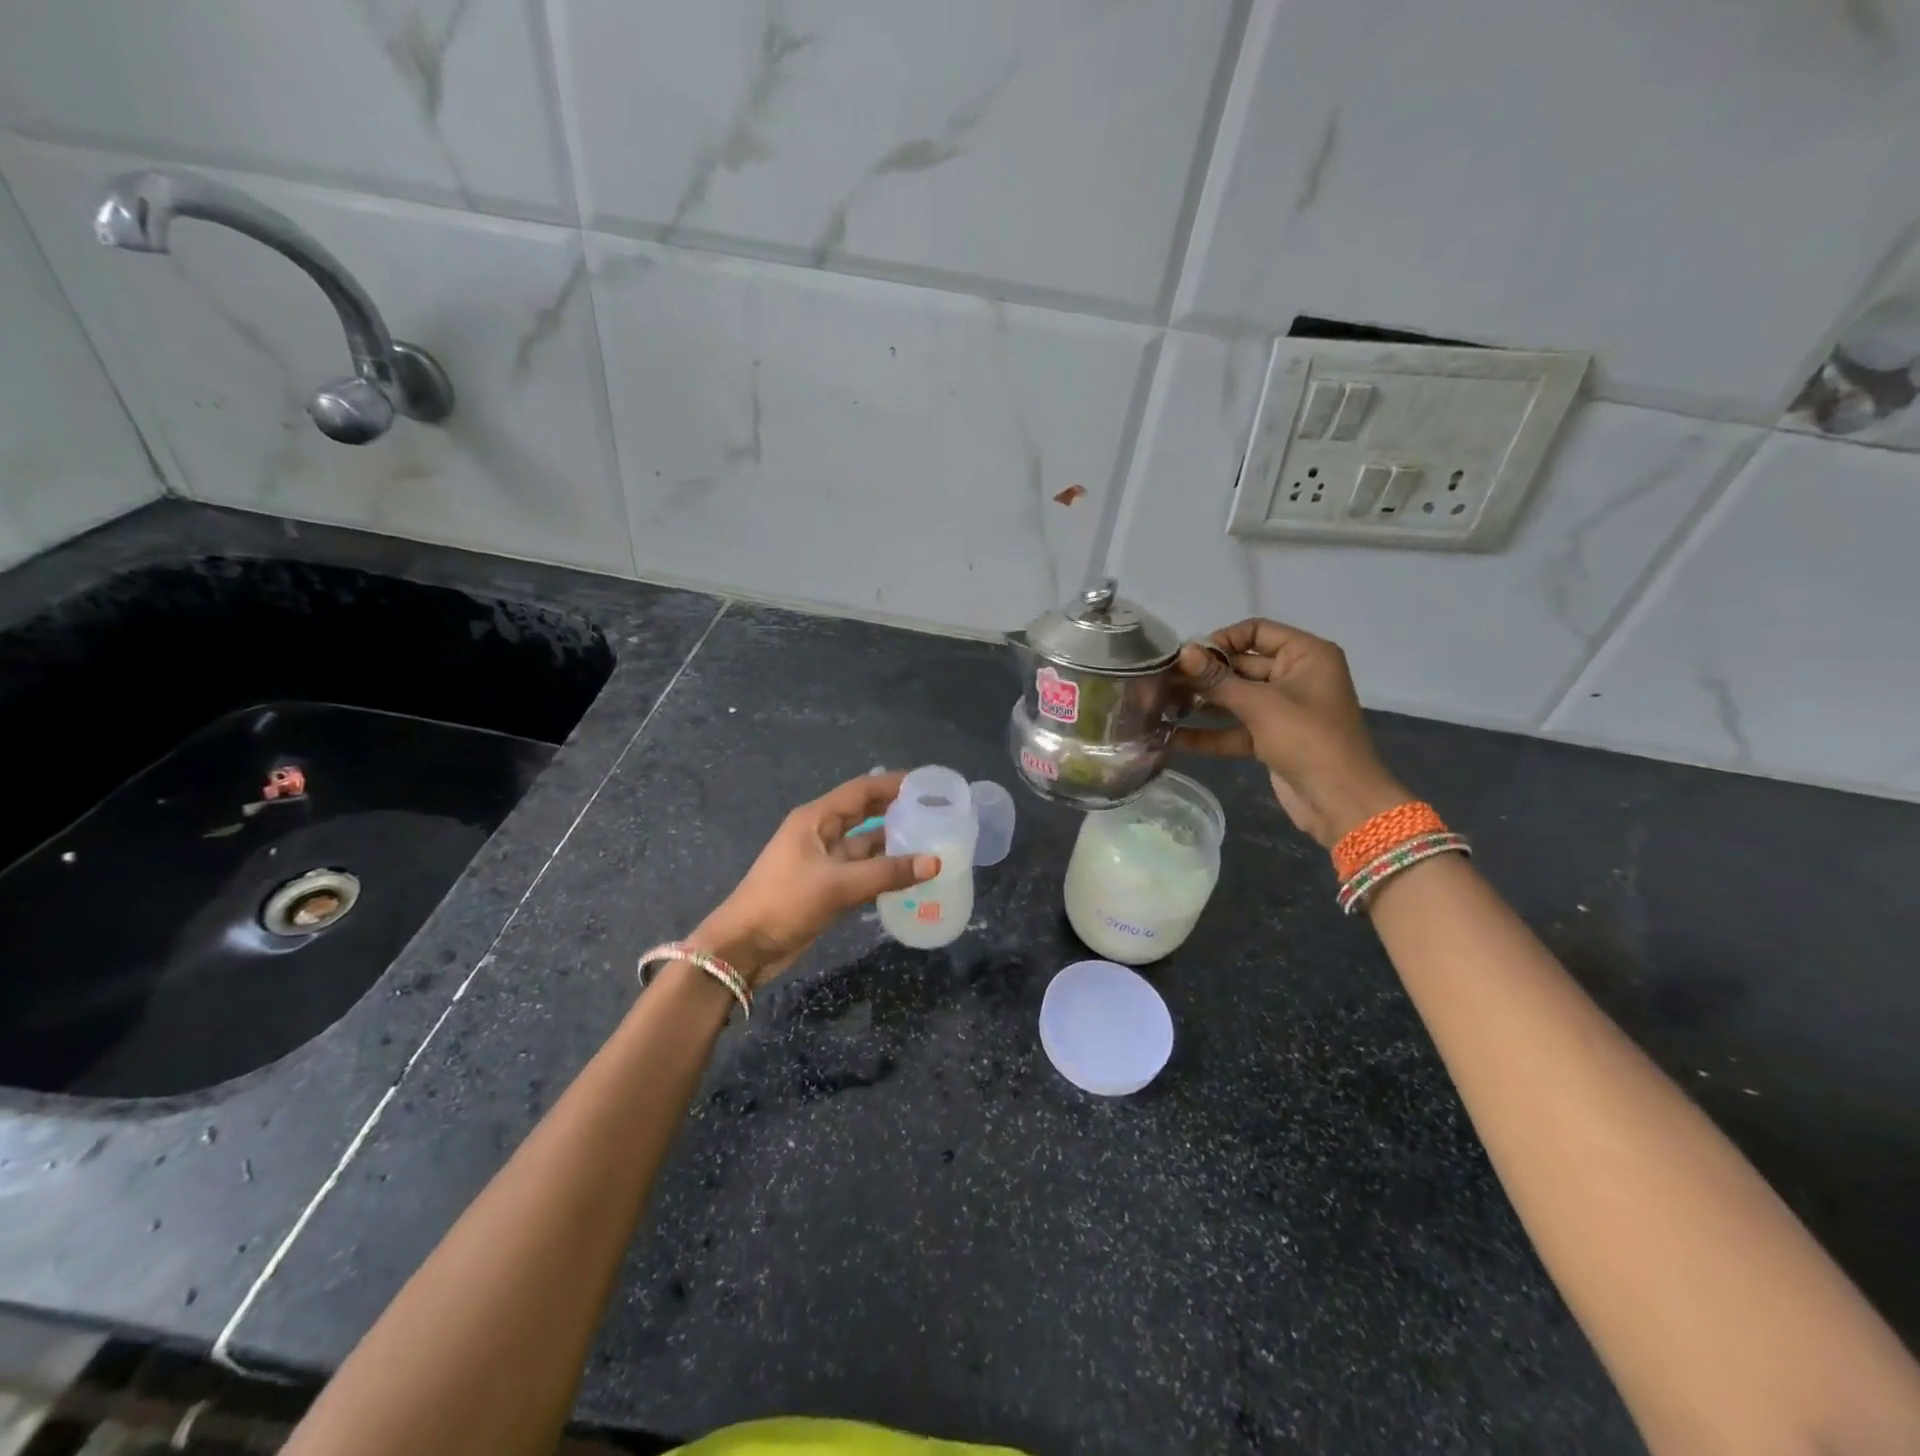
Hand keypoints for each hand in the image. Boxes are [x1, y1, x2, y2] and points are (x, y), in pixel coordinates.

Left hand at [687, 771, 939, 986]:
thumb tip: (935, 862)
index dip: (894, 784)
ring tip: (932, 842)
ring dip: (893, 843)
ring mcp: (823, 861)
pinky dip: (884, 870)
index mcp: (816, 819)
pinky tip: (910, 875)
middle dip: (897, 810)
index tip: (928, 785)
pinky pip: (862, 870)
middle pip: (865, 813)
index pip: (861, 790)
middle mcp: (821, 833)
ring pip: (865, 844)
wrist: (744, 947)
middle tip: (936, 812)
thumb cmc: (784, 903)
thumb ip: (887, 873)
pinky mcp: (826, 886)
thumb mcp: (838, 885)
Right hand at [1176, 619, 1408, 847]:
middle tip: (1164, 682)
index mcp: (1306, 655)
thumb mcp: (1259, 705)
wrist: (1340, 801)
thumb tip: (1183, 651)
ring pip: (1236, 698)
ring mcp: (1283, 710)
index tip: (1189, 657)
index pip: (1257, 631)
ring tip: (1162, 706)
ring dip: (1202, 703)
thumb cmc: (1307, 739)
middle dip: (1205, 675)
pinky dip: (1209, 733)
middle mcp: (1295, 676)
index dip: (1222, 640)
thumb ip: (1217, 679)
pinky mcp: (1271, 738)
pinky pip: (1235, 728)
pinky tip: (1173, 738)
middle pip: (1242, 665)